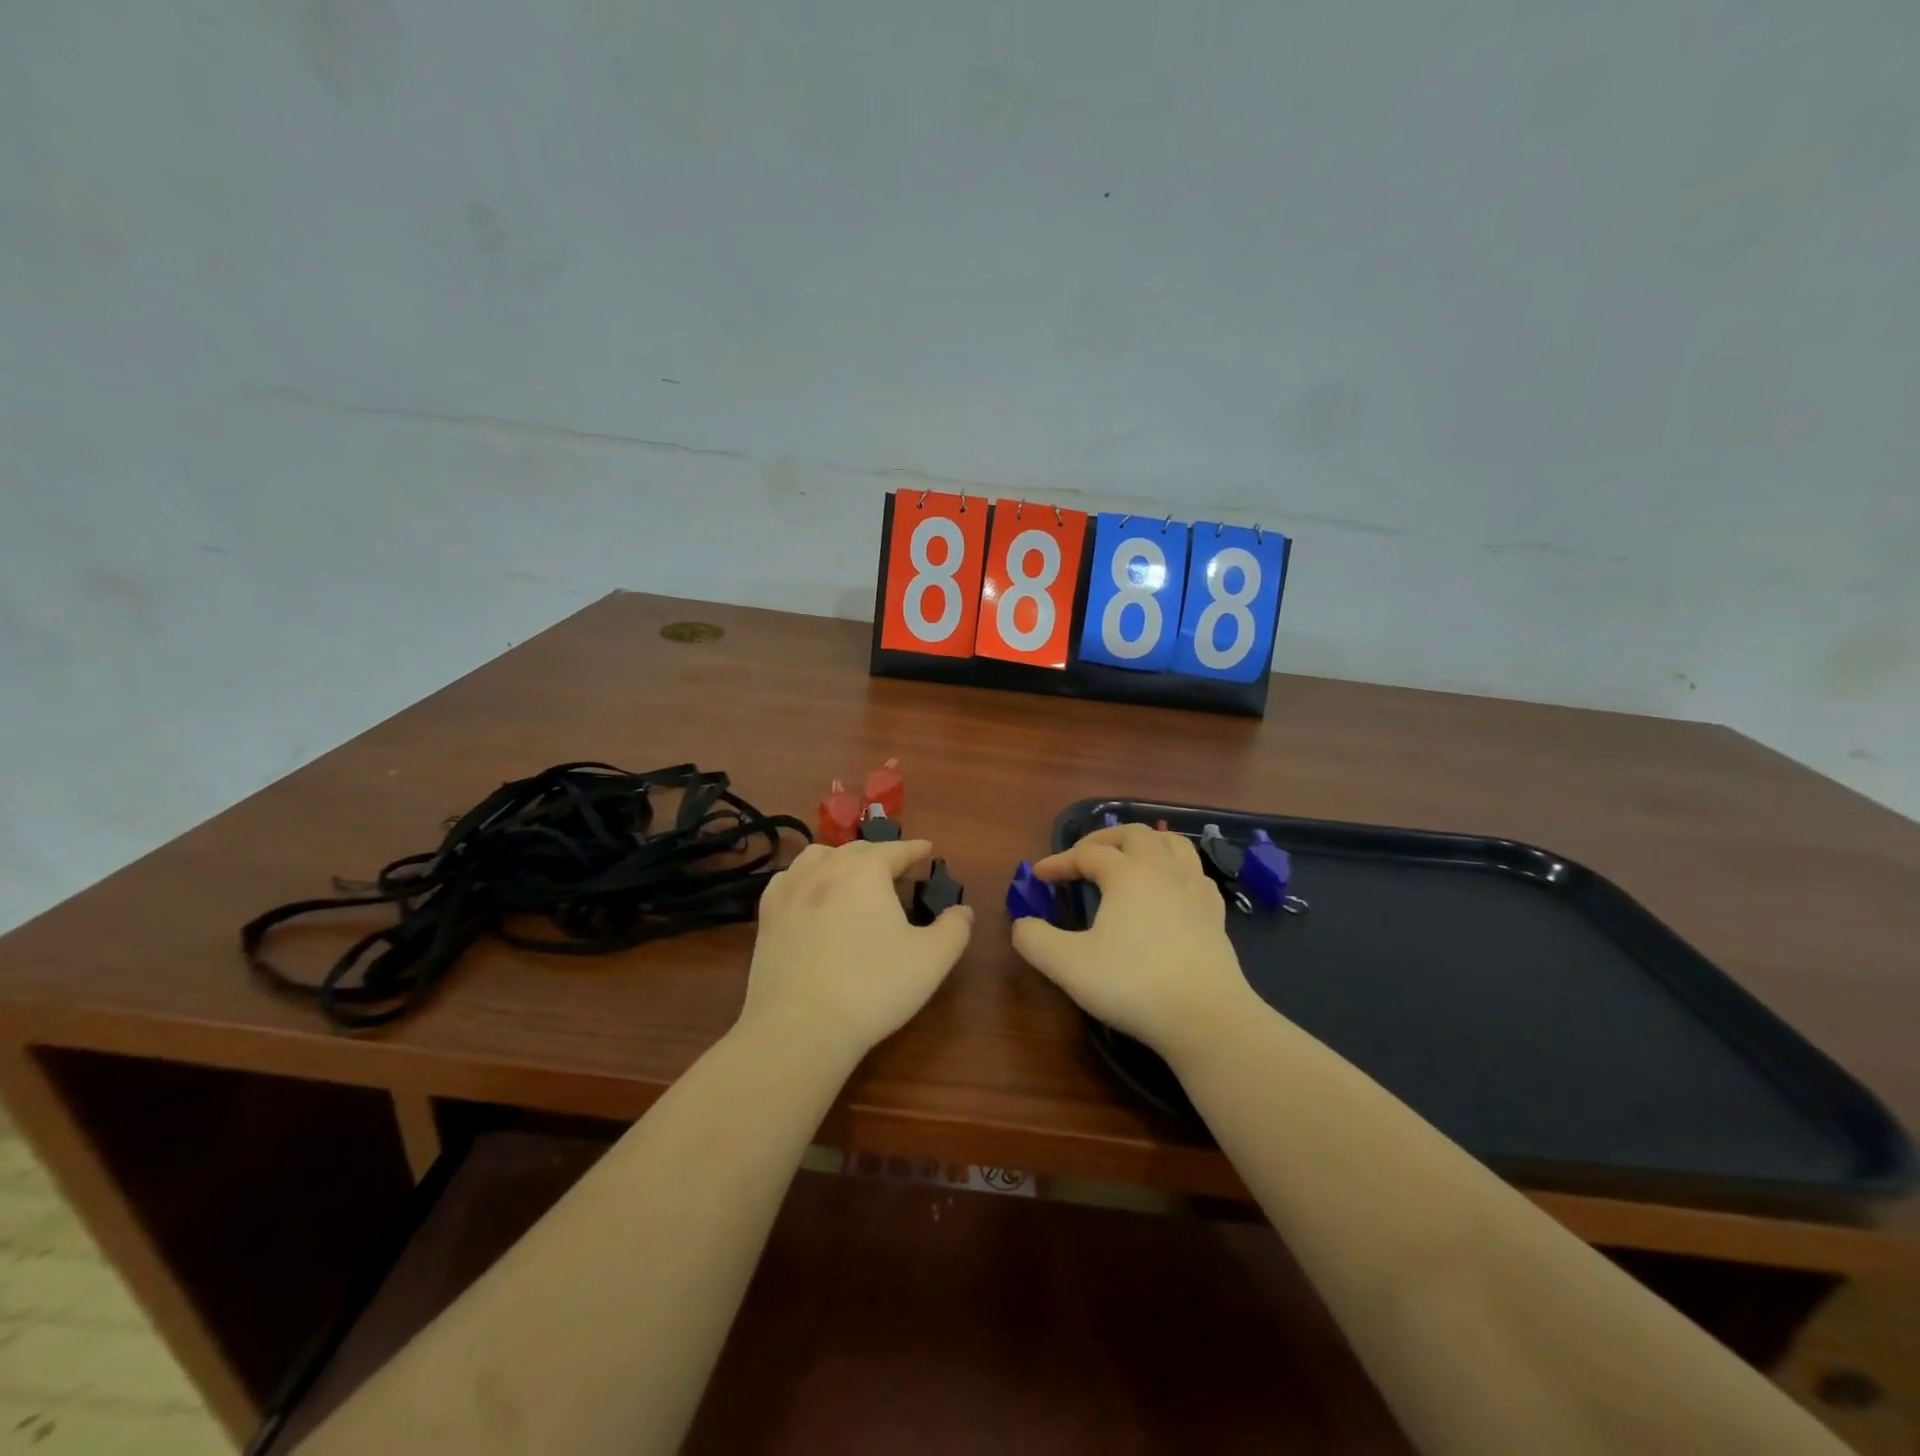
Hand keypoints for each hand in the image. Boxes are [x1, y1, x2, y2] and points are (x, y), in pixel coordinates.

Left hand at [739, 838, 973, 1062]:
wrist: (801, 1027)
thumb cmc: (873, 987)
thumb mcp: (932, 959)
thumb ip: (955, 929)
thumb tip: (962, 910)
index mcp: (866, 871)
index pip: (896, 850)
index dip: (914, 849)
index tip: (927, 849)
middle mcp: (826, 869)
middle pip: (857, 850)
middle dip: (880, 854)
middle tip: (896, 867)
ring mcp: (790, 891)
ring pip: (818, 857)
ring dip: (840, 859)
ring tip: (851, 874)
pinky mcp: (767, 916)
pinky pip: (788, 880)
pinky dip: (805, 878)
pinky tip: (810, 894)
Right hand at [1012, 824, 1256, 1063]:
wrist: (1206, 1017)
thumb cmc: (1133, 985)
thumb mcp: (1068, 965)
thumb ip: (1035, 940)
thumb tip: (1022, 924)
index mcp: (1127, 874)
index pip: (1087, 854)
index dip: (1059, 861)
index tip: (1039, 876)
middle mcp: (1163, 871)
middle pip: (1134, 834)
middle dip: (1103, 839)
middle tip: (1082, 856)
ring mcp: (1194, 891)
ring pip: (1173, 844)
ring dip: (1145, 843)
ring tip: (1129, 857)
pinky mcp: (1215, 915)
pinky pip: (1196, 874)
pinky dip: (1176, 869)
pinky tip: (1170, 888)